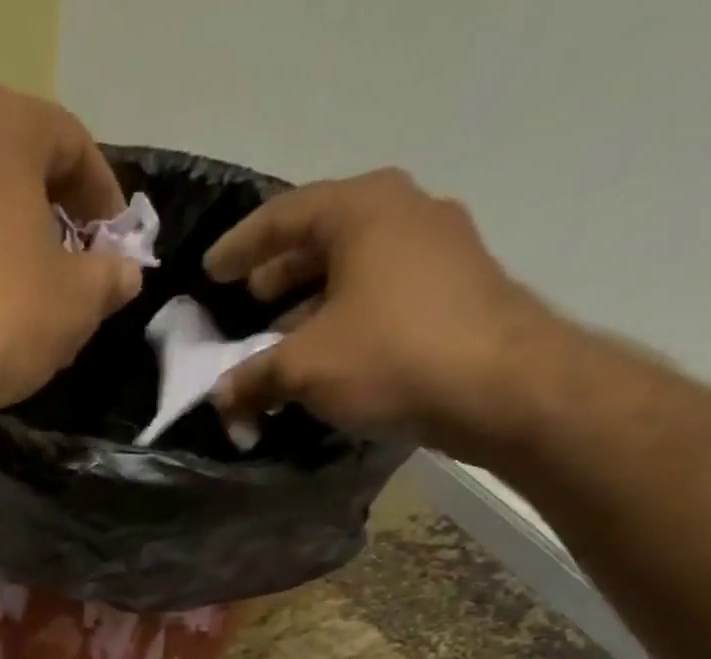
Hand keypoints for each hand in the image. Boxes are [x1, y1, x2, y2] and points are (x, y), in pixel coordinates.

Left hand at [0, 81, 143, 417]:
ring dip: (12, 244)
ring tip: (33, 299)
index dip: (104, 200)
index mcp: (0, 123)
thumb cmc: (0, 313)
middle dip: (55, 221)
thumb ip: (109, 277)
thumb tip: (125, 272)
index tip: (117, 247)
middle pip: (20, 171)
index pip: (72, 146)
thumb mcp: (76, 300)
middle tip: (77, 272)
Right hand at [203, 170, 554, 444]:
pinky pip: (383, 294)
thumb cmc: (391, 355)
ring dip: (312, 302)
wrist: (499, 386)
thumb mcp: (305, 367)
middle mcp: (405, 214)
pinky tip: (328, 356)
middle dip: (280, 272)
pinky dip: (346, 318)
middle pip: (325, 237)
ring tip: (281, 337)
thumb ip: (254, 377)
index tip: (212, 272)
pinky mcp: (456, 291)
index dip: (241, 246)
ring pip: (356, 268)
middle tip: (247, 301)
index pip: (285, 215)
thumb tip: (221, 396)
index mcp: (363, 210)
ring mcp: (439, 250)